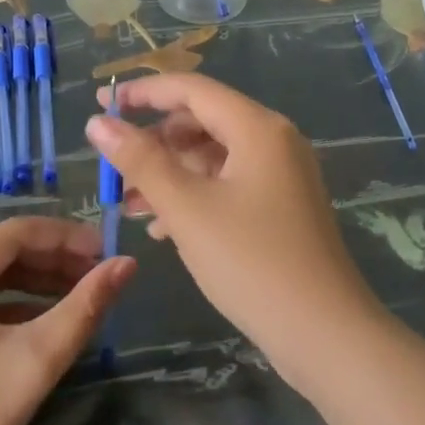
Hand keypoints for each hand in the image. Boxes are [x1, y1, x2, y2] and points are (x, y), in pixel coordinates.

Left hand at [0, 217, 134, 424]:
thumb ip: (85, 306)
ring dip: (33, 277)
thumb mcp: (36, 359)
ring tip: (80, 289)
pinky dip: (9, 298)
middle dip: (52, 258)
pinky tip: (45, 312)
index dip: (64, 237)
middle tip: (97, 272)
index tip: (106, 250)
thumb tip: (127, 264)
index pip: (12, 233)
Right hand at [85, 74, 384, 392]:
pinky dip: (194, 196)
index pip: (191, 89)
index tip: (102, 104)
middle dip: (154, 141)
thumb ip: (140, 161)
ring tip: (130, 205)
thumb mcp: (187, 208)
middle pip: (202, 121)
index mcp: (257, 127)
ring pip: (213, 156)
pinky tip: (164, 229)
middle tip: (113, 167)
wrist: (326, 335)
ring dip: (170, 174)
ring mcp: (282, 174)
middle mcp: (274, 140)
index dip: (143, 92)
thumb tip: (98, 123)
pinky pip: (229, 184)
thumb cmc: (251, 262)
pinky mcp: (282, 206)